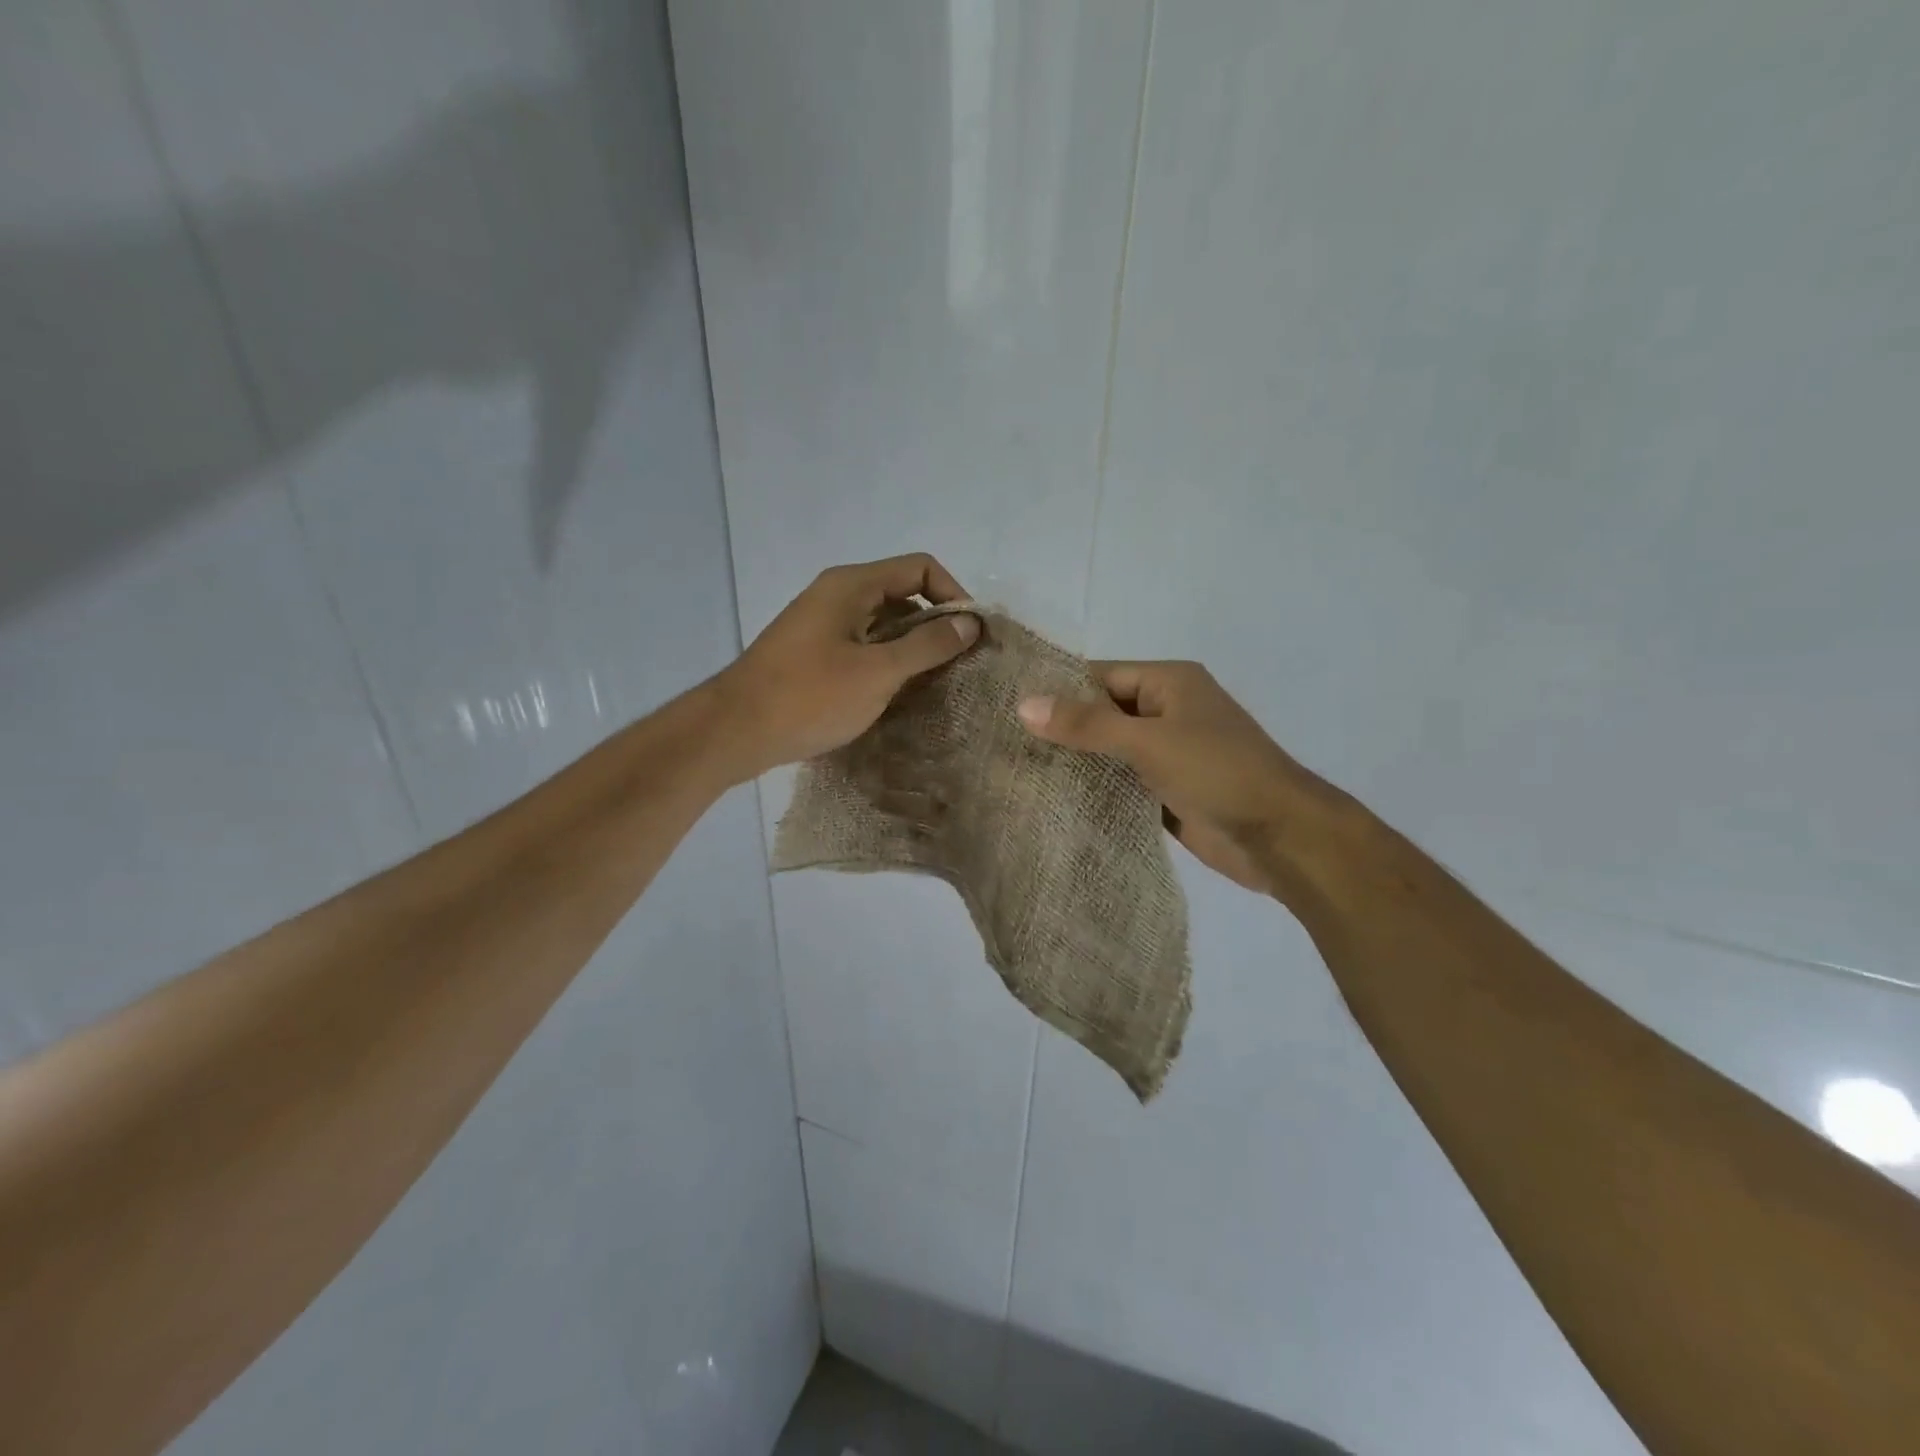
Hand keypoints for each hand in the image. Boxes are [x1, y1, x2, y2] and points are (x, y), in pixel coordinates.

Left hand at [713, 554, 979, 777]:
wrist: (735, 731)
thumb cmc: (810, 697)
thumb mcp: (878, 672)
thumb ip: (927, 645)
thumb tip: (971, 623)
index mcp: (852, 585)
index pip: (920, 568)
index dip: (953, 595)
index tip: (971, 636)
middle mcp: (837, 594)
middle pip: (902, 594)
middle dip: (935, 625)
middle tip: (958, 665)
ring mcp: (822, 624)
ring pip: (882, 624)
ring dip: (911, 648)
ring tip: (934, 684)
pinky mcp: (813, 653)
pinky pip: (862, 646)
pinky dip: (886, 662)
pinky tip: (897, 694)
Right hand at [1017, 662, 1320, 895]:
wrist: (1281, 838)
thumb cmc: (1219, 773)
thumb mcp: (1150, 741)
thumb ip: (1088, 724)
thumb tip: (1023, 705)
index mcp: (1168, 683)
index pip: (1099, 676)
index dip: (1056, 690)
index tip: (1005, 706)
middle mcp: (1166, 712)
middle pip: (1101, 714)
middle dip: (1060, 729)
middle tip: (1002, 744)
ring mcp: (1167, 754)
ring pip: (1109, 751)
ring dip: (1074, 762)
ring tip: (1015, 771)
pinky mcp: (1166, 791)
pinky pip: (1121, 783)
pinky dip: (1094, 790)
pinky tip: (1052, 800)